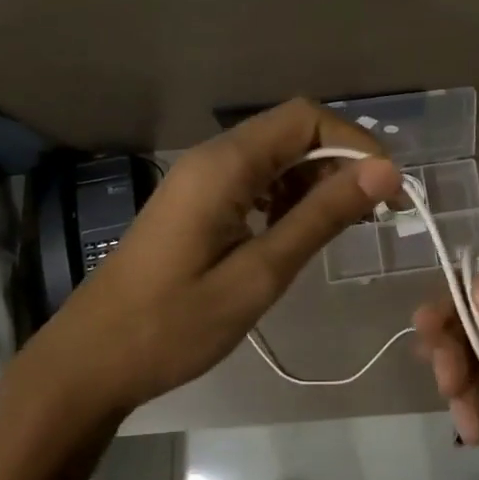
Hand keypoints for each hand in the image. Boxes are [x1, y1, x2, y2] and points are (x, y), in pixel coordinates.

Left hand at [34, 100, 400, 412]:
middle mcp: (213, 157)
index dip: (354, 144)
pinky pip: (255, 180)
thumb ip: (321, 217)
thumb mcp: (259, 274)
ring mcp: (201, 179)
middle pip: (292, 132)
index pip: (306, 118)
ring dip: (316, 182)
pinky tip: (299, 233)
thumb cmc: (174, 325)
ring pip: (276, 156)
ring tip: (343, 228)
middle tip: (374, 215)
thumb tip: (385, 171)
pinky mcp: (198, 202)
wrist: (91, 361)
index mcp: (225, 164)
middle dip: (340, 164)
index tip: (388, 190)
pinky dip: (288, 197)